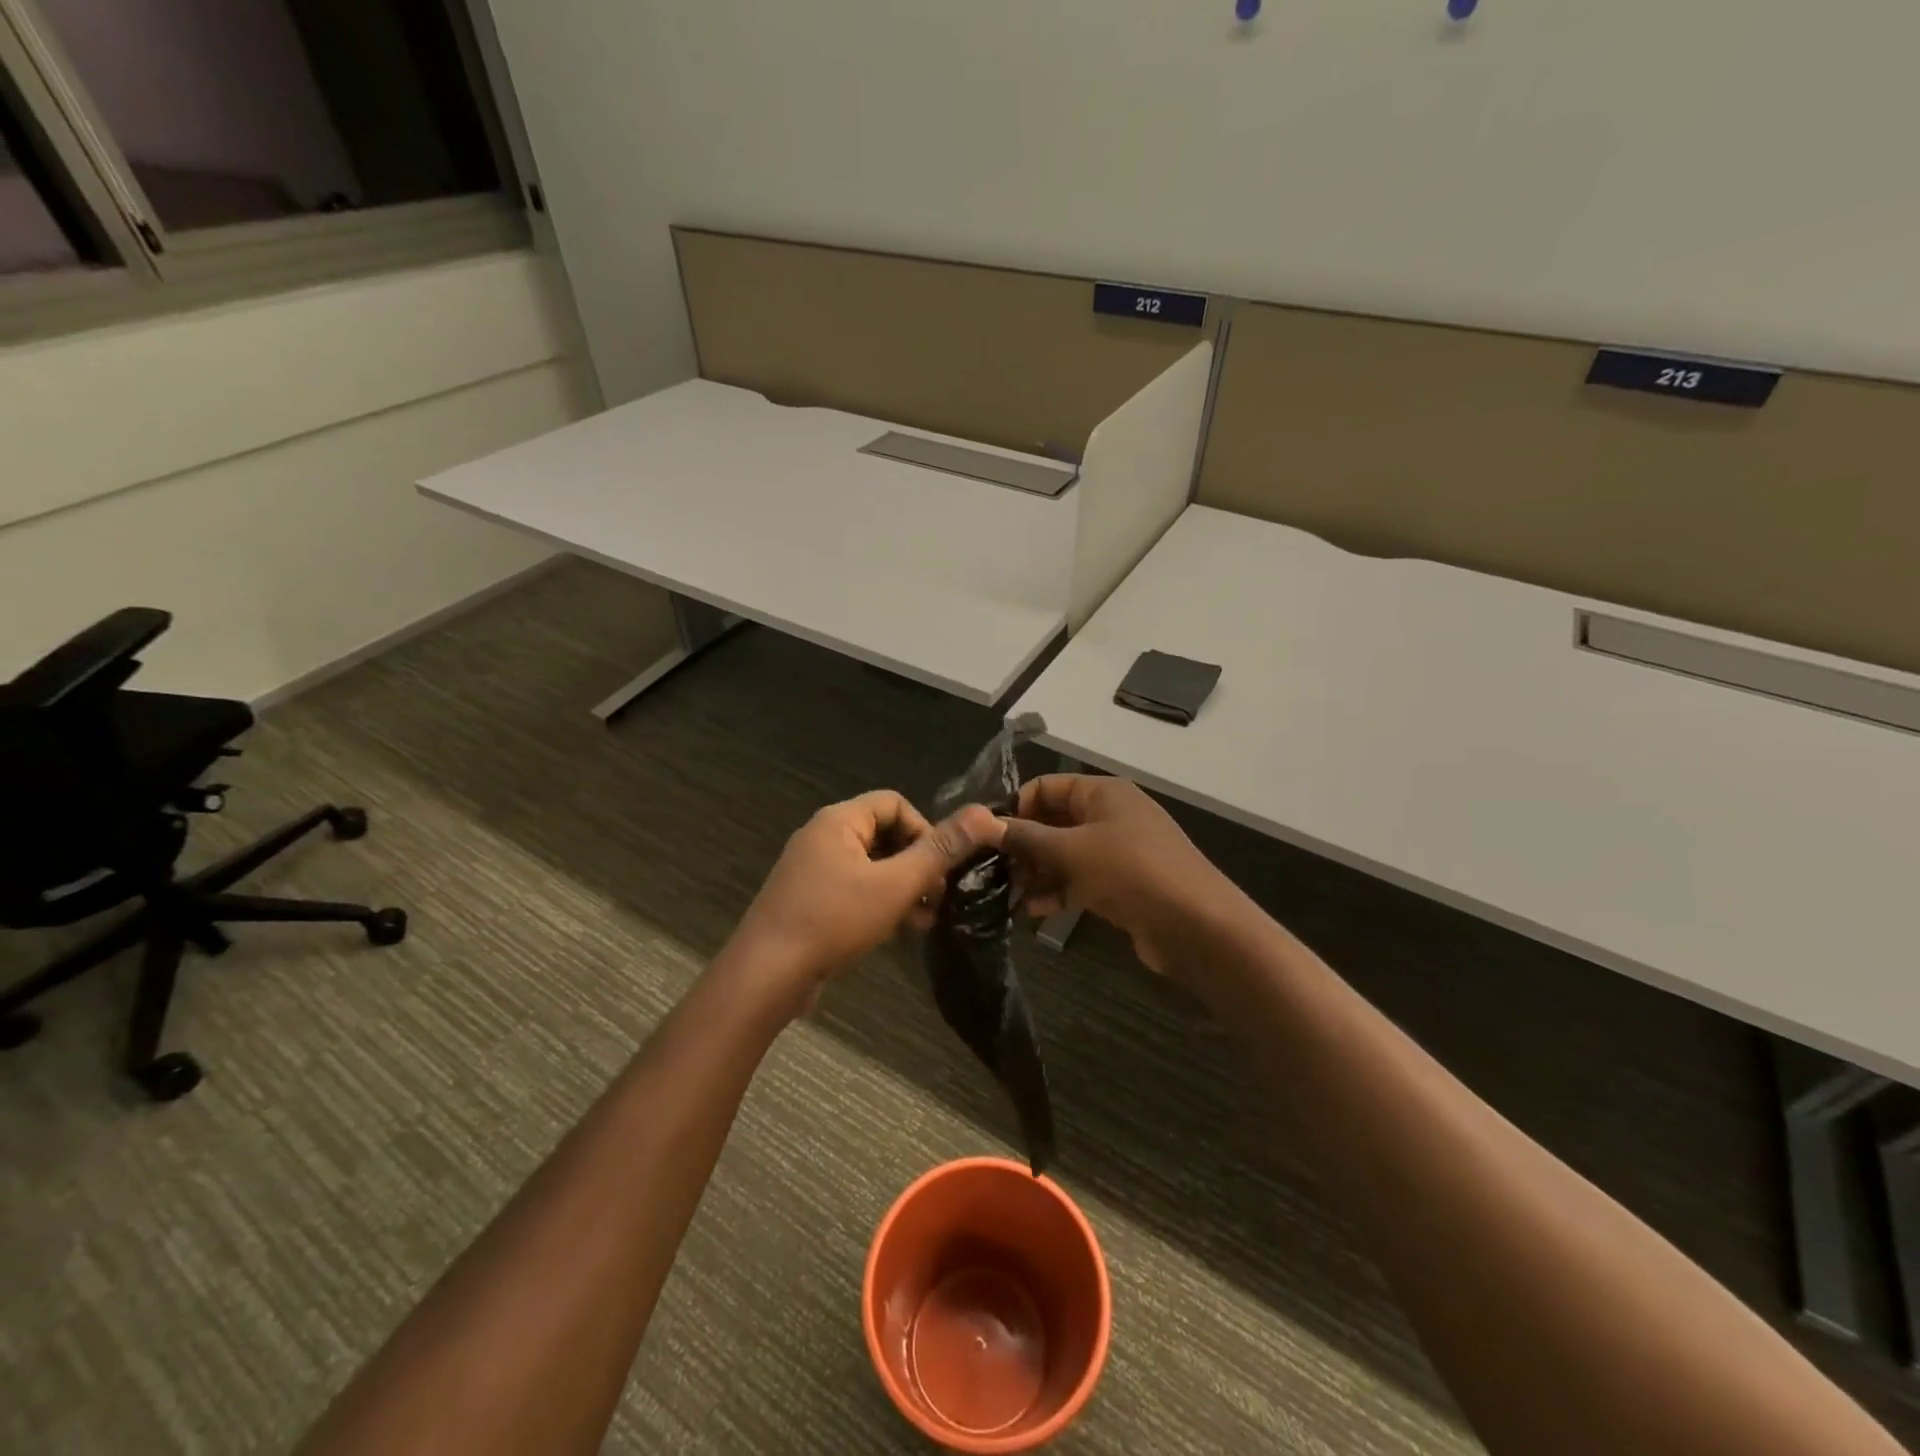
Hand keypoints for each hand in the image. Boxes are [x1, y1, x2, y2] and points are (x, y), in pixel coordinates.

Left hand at [727, 790, 996, 1013]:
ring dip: (902, 887)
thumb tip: (985, 814)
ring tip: (925, 918)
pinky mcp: (808, 900)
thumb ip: (939, 850)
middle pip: (884, 834)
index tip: (941, 866)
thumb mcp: (895, 884)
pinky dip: (879, 902)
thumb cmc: (832, 920)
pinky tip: (899, 931)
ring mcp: (812, 870)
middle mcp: (822, 837)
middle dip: (917, 863)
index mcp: (839, 820)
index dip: (925, 829)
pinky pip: (853, 889)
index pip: (895, 803)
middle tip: (939, 896)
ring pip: (871, 866)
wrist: (765, 975)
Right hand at [998, 775, 1240, 973]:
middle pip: (1054, 822)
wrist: (1196, 926)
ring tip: (1008, 895)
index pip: (1048, 787)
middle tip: (993, 871)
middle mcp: (1110, 816)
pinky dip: (1058, 892)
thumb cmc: (1131, 872)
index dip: (1017, 806)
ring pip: (1065, 855)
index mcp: (1103, 794)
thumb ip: (1026, 837)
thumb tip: (983, 823)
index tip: (989, 836)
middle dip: (1024, 846)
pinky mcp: (1122, 885)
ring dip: (1037, 873)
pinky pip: (1080, 881)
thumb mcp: (1072, 850)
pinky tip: (1034, 912)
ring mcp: (1117, 852)